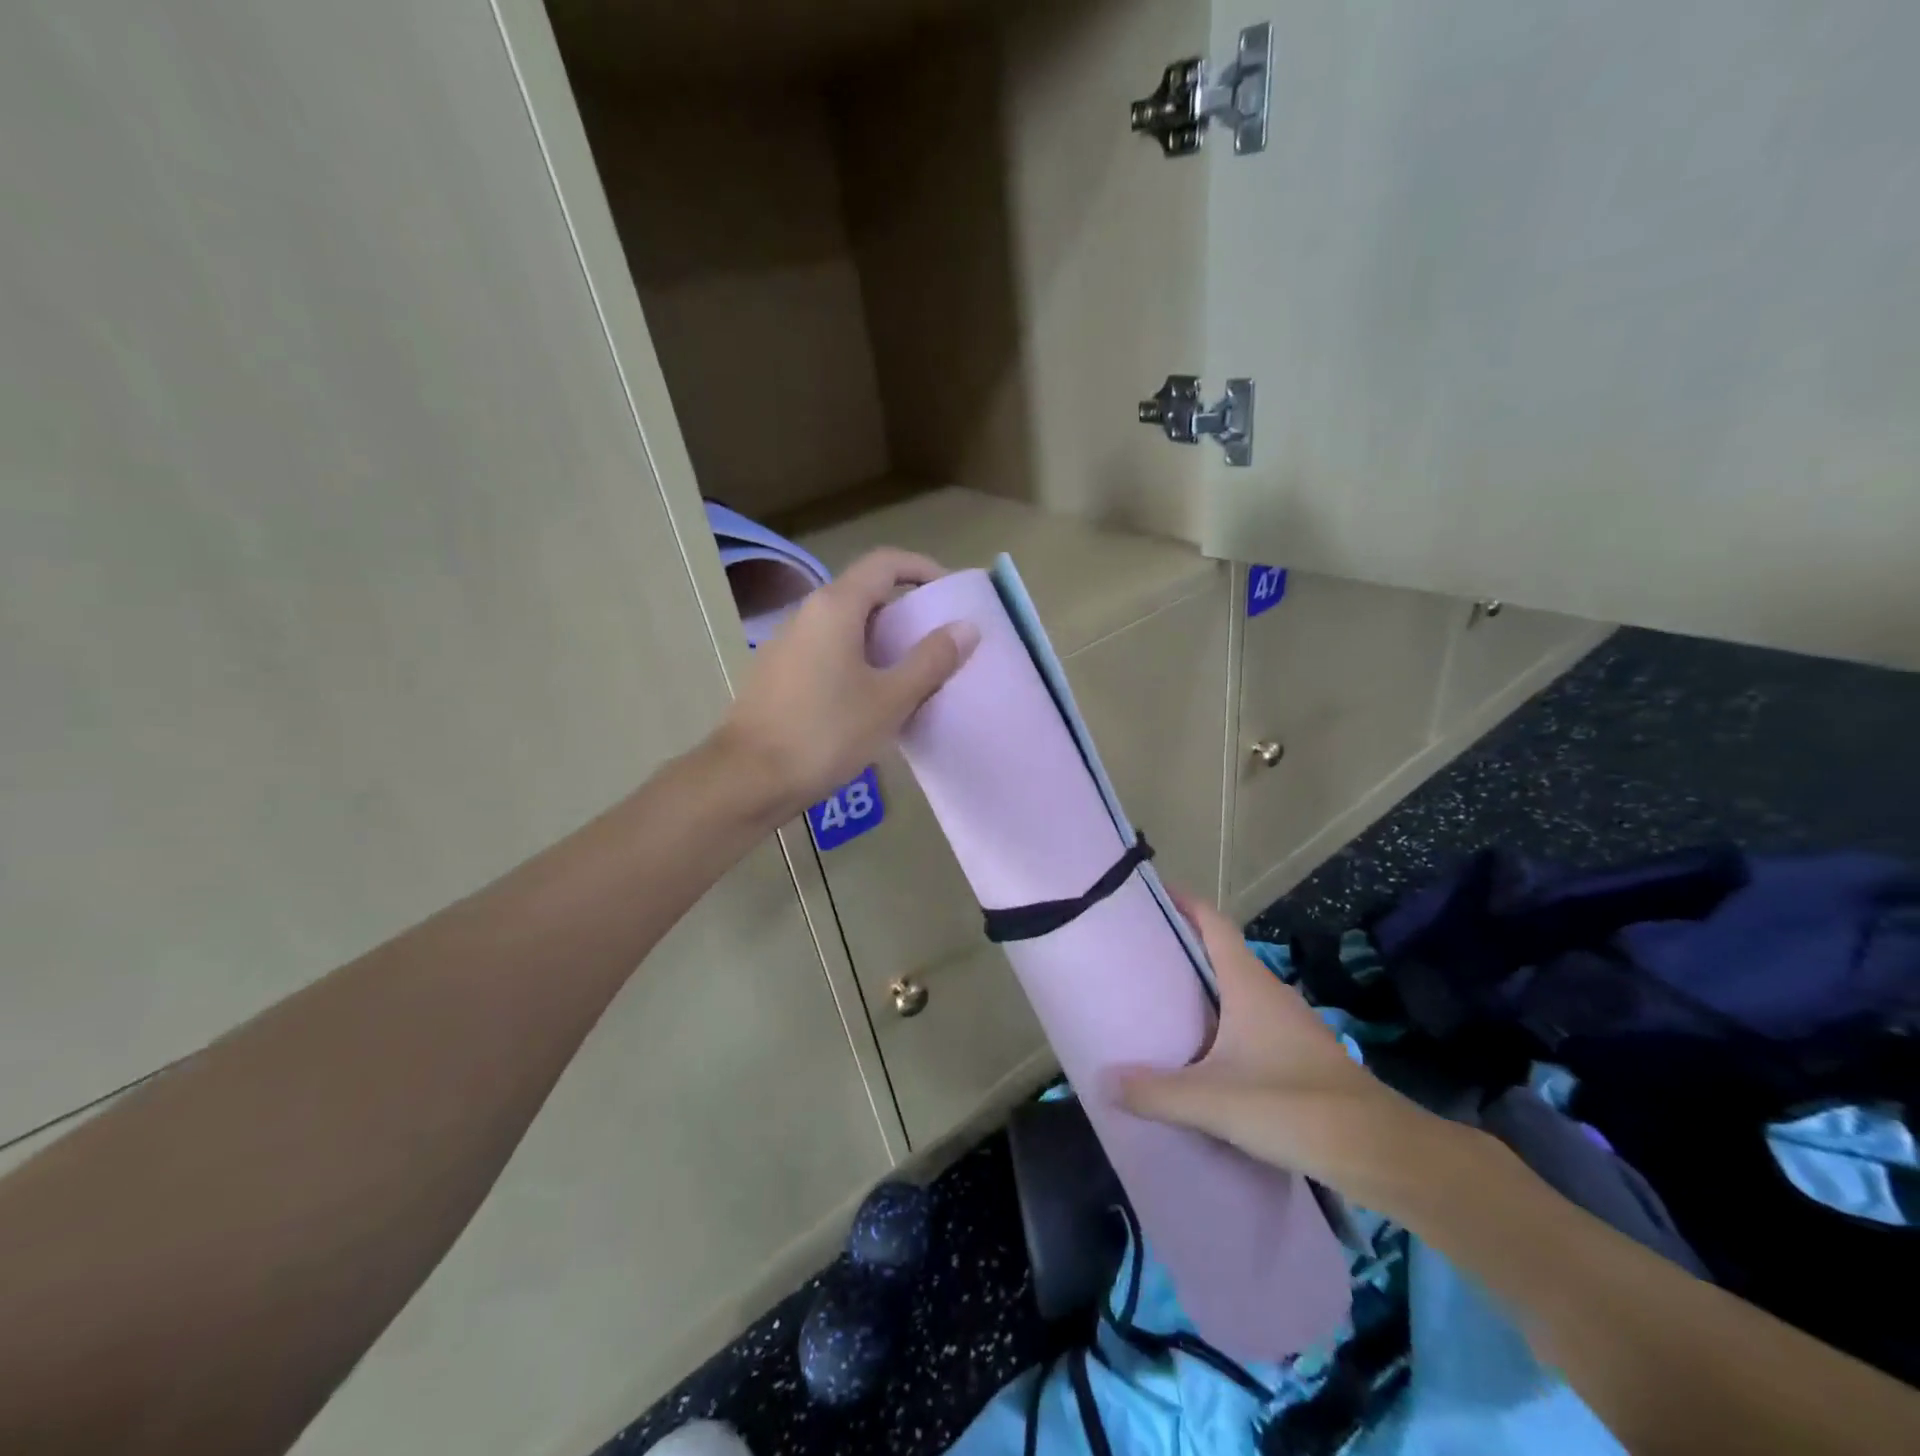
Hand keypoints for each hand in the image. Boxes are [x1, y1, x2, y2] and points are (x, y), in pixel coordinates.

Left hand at [716, 549, 978, 819]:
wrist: (747, 779)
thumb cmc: (825, 733)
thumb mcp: (890, 699)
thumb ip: (931, 660)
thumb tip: (966, 627)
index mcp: (835, 607)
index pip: (886, 562)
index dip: (924, 569)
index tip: (952, 594)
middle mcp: (807, 614)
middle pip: (865, 593)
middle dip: (906, 611)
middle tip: (939, 641)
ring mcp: (788, 644)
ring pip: (846, 626)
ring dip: (883, 640)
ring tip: (914, 674)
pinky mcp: (779, 674)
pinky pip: (828, 652)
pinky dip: (858, 661)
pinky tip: (873, 700)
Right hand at [1118, 893, 1463, 1213]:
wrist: (1380, 1152)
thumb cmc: (1292, 1106)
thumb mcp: (1212, 1101)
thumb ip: (1155, 1092)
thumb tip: (1104, 1081)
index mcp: (1248, 983)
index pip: (1213, 922)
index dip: (1184, 901)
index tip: (1151, 893)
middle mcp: (1270, 992)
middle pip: (1222, 953)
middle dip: (1183, 947)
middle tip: (1140, 954)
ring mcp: (1291, 1023)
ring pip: (1238, 989)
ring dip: (1205, 987)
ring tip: (1164, 1002)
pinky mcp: (1302, 1054)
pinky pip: (1252, 1021)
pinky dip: (1225, 1022)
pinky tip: (1206, 1054)